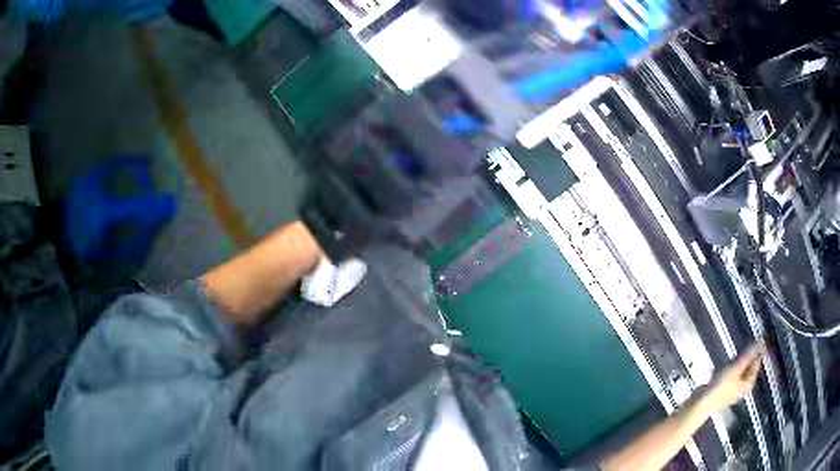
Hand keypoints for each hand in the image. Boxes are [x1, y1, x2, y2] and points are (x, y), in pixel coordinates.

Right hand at [706, 341, 764, 410]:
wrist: (701, 404)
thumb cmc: (721, 387)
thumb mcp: (737, 368)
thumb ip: (749, 355)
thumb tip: (762, 341)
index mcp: (747, 385)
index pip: (756, 367)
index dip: (756, 355)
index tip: (754, 344)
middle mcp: (740, 389)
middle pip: (746, 371)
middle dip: (744, 362)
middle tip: (742, 353)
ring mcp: (730, 392)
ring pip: (736, 375)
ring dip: (734, 367)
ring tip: (730, 360)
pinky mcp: (720, 393)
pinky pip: (727, 379)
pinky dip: (725, 373)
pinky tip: (719, 371)